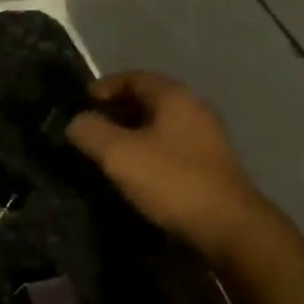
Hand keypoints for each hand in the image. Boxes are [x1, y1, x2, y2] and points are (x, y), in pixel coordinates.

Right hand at [67, 71, 267, 263]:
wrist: (228, 226)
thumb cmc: (171, 180)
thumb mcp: (118, 153)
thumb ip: (90, 131)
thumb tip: (75, 122)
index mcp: (174, 97)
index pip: (134, 77)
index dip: (105, 86)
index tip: (81, 103)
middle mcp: (194, 109)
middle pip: (148, 99)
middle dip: (116, 110)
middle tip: (90, 127)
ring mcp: (206, 137)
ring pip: (160, 124)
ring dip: (132, 132)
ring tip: (107, 151)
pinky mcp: (210, 164)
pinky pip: (171, 145)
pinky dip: (148, 149)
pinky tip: (135, 170)